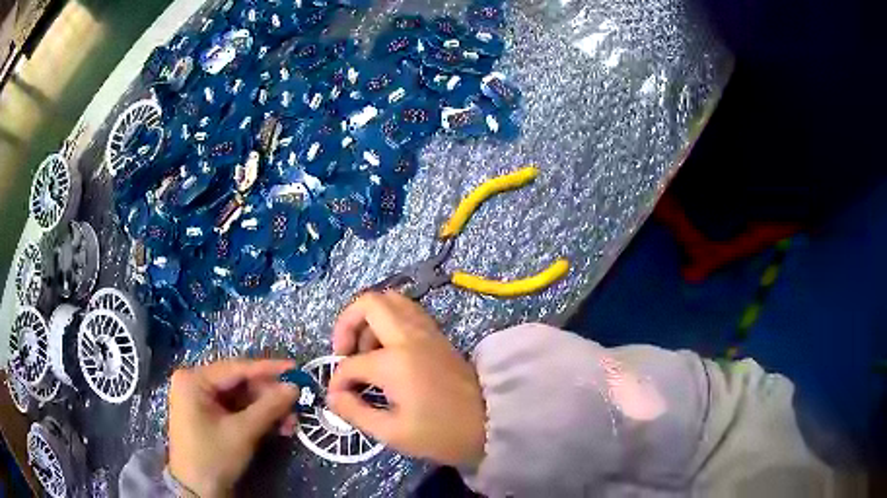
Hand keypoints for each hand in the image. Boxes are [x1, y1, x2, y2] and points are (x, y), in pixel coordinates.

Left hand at [168, 359, 299, 496]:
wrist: (197, 489)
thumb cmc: (213, 457)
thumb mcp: (242, 433)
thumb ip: (268, 407)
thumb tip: (295, 387)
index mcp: (194, 380)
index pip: (236, 368)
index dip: (268, 369)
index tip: (296, 368)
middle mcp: (195, 383)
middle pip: (240, 383)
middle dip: (269, 396)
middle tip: (297, 404)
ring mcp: (200, 399)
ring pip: (241, 397)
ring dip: (267, 409)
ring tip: (290, 423)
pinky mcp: (208, 414)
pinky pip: (236, 409)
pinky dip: (256, 417)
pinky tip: (276, 427)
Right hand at [328, 291, 485, 467]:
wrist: (492, 423)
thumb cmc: (441, 433)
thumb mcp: (392, 432)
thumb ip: (355, 411)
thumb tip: (333, 396)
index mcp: (395, 361)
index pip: (351, 363)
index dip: (337, 382)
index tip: (338, 399)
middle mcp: (409, 336)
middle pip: (369, 303)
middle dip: (346, 323)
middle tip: (344, 352)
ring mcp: (426, 331)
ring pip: (390, 300)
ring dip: (369, 319)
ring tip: (365, 351)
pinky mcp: (438, 335)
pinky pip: (407, 311)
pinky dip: (388, 320)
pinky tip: (386, 349)